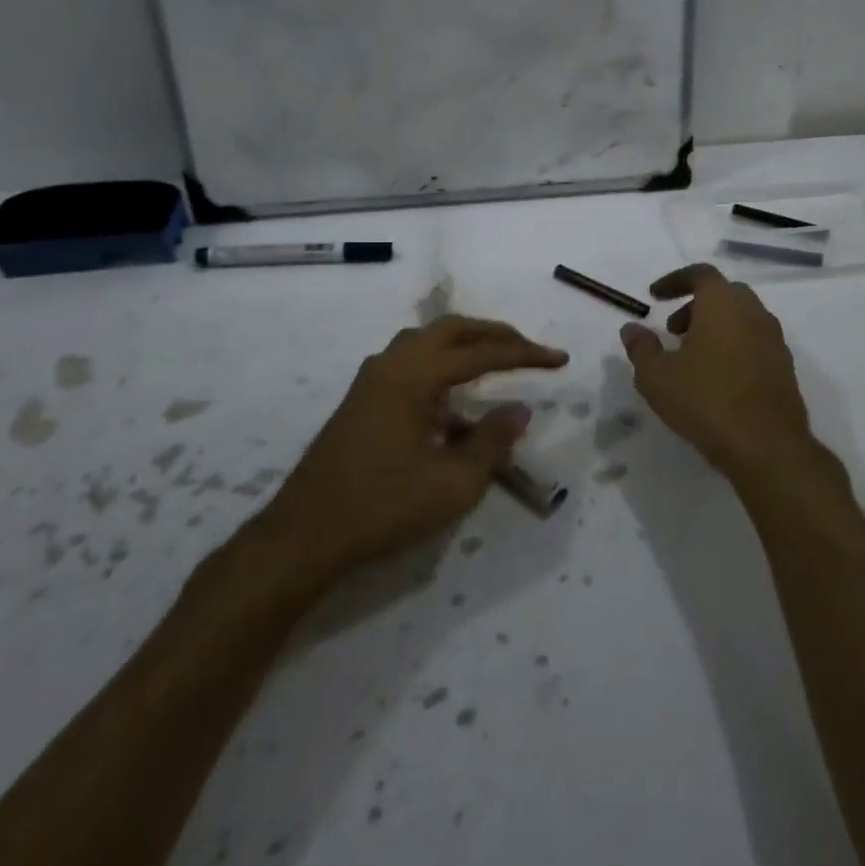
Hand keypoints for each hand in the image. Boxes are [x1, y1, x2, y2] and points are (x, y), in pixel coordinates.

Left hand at [242, 316, 567, 588]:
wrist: (304, 536)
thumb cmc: (382, 507)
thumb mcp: (452, 483)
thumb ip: (491, 442)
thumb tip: (520, 409)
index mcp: (414, 376)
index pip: (482, 353)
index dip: (525, 355)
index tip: (559, 359)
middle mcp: (391, 364)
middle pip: (451, 330)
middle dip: (494, 335)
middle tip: (528, 349)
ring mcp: (371, 380)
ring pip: (425, 340)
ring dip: (464, 343)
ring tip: (495, 360)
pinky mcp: (361, 399)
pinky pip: (409, 361)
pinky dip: (440, 362)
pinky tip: (452, 396)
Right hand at [620, 264, 846, 503]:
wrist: (767, 445)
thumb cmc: (705, 400)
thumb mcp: (656, 376)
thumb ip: (641, 347)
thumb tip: (632, 328)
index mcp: (723, 304)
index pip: (700, 274)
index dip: (675, 280)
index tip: (655, 296)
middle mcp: (753, 313)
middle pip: (723, 294)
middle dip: (695, 305)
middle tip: (673, 331)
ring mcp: (774, 340)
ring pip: (741, 318)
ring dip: (715, 327)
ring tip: (691, 358)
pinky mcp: (784, 367)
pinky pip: (754, 342)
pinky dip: (733, 346)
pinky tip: (717, 379)